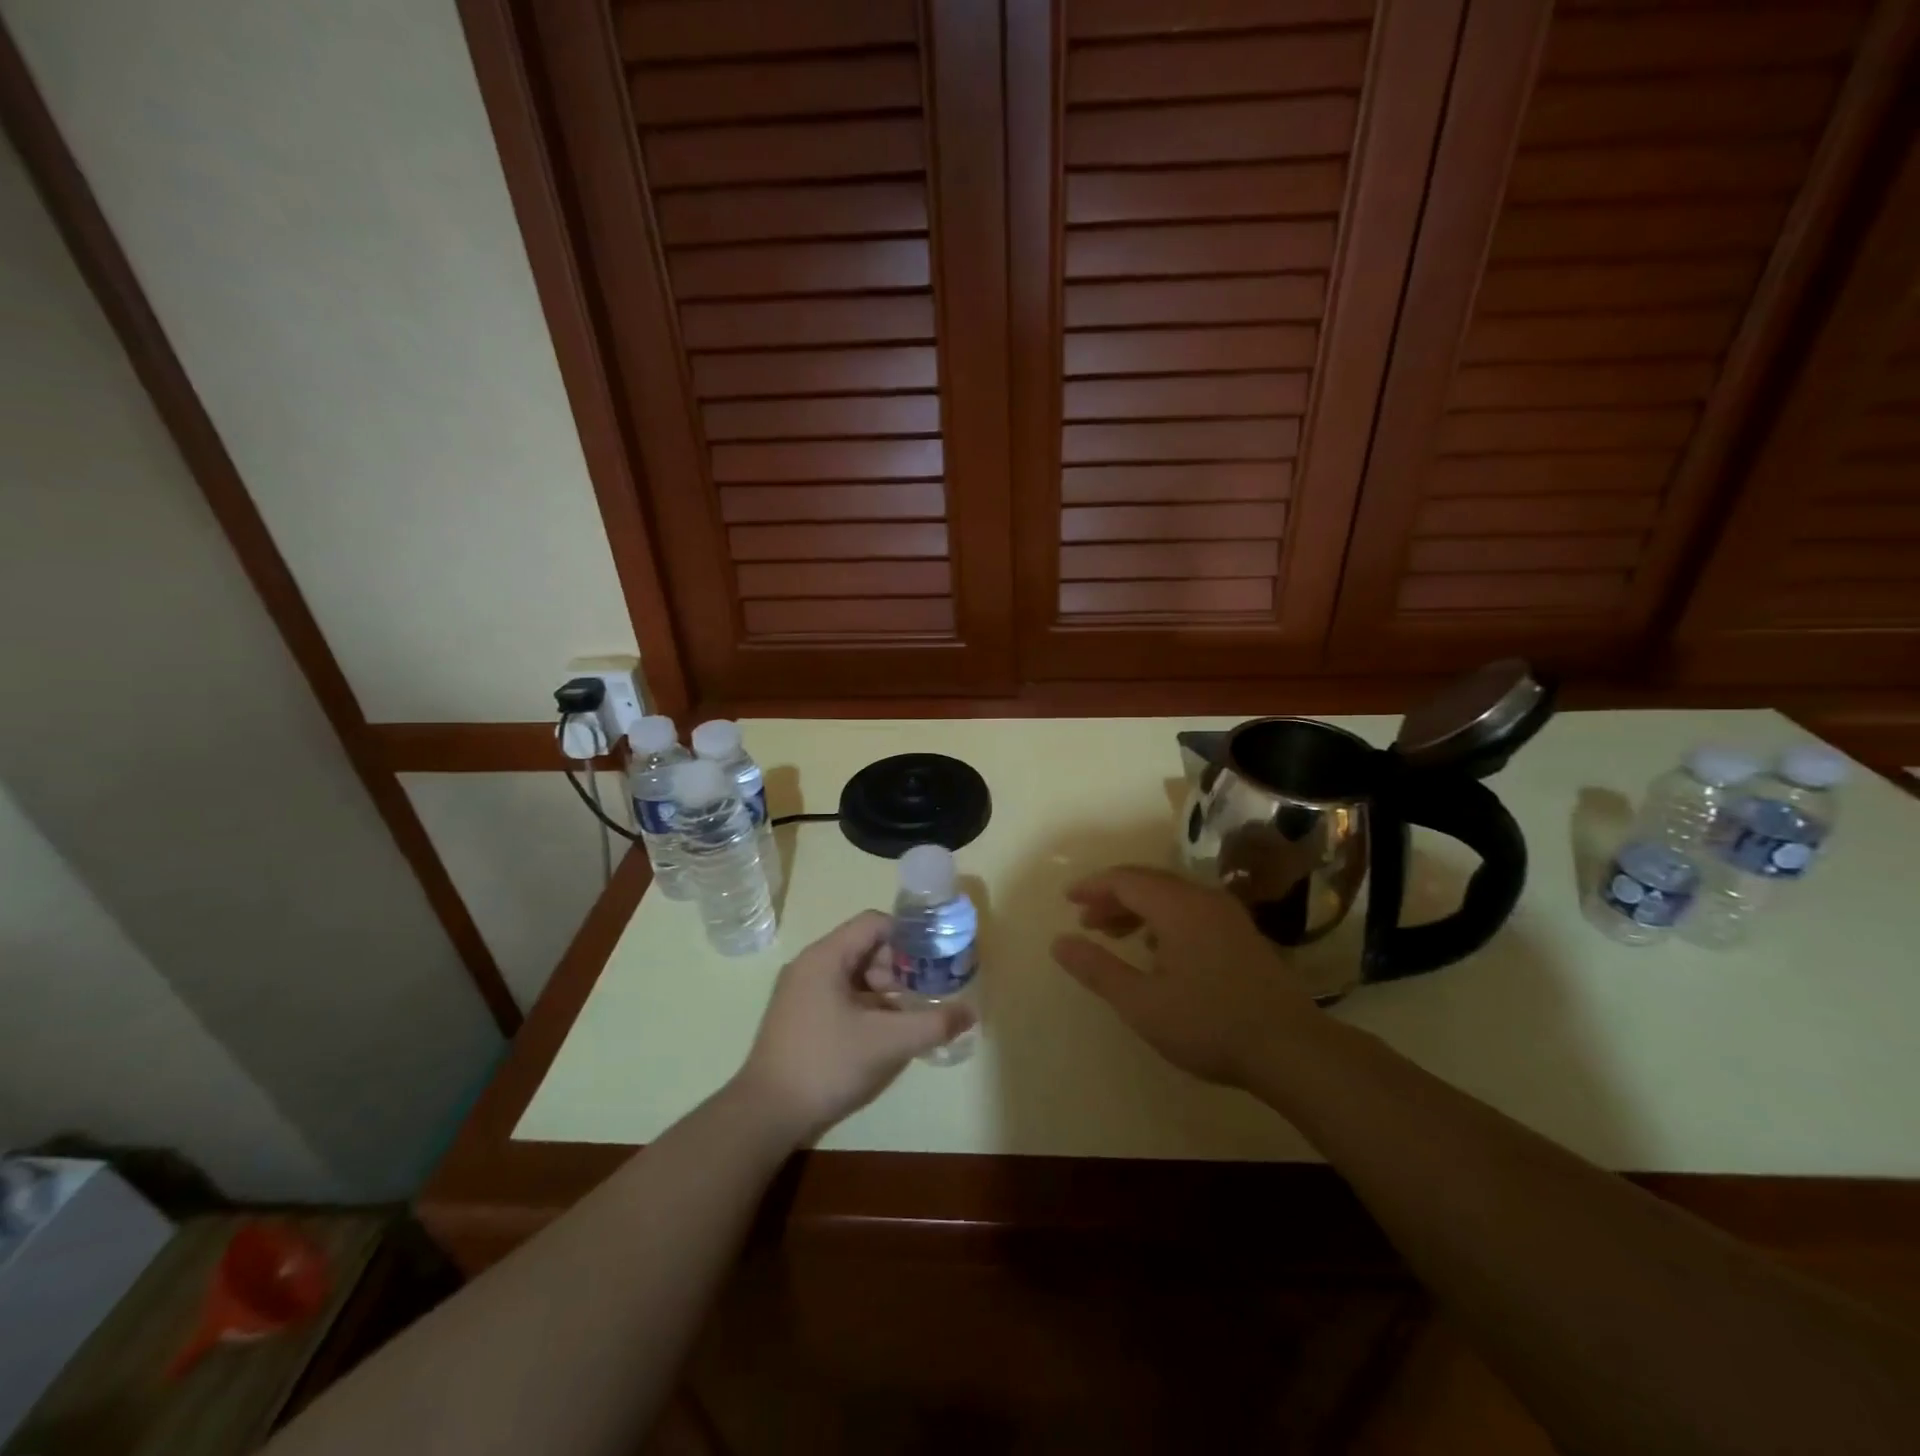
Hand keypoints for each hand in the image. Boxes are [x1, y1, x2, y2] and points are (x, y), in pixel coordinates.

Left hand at [734, 911, 973, 1143]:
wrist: (766, 1114)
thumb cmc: (826, 1065)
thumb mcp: (888, 1043)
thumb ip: (932, 1023)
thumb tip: (970, 1012)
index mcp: (826, 957)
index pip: (875, 923)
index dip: (908, 936)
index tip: (934, 959)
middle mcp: (810, 964)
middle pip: (865, 947)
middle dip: (900, 966)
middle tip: (925, 992)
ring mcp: (801, 991)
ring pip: (854, 974)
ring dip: (885, 989)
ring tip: (909, 1016)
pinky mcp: (799, 1016)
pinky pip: (841, 995)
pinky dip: (867, 1006)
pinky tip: (884, 1034)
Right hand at [1052, 866, 1314, 1088]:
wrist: (1292, 1049)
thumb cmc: (1209, 1023)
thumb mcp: (1142, 1002)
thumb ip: (1098, 969)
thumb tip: (1059, 942)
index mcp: (1177, 906)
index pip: (1125, 880)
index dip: (1092, 887)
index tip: (1067, 900)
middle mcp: (1203, 899)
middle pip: (1148, 883)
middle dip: (1112, 898)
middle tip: (1086, 921)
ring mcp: (1228, 916)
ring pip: (1172, 897)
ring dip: (1138, 910)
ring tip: (1114, 935)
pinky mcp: (1243, 935)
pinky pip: (1192, 911)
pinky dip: (1163, 921)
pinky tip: (1157, 951)